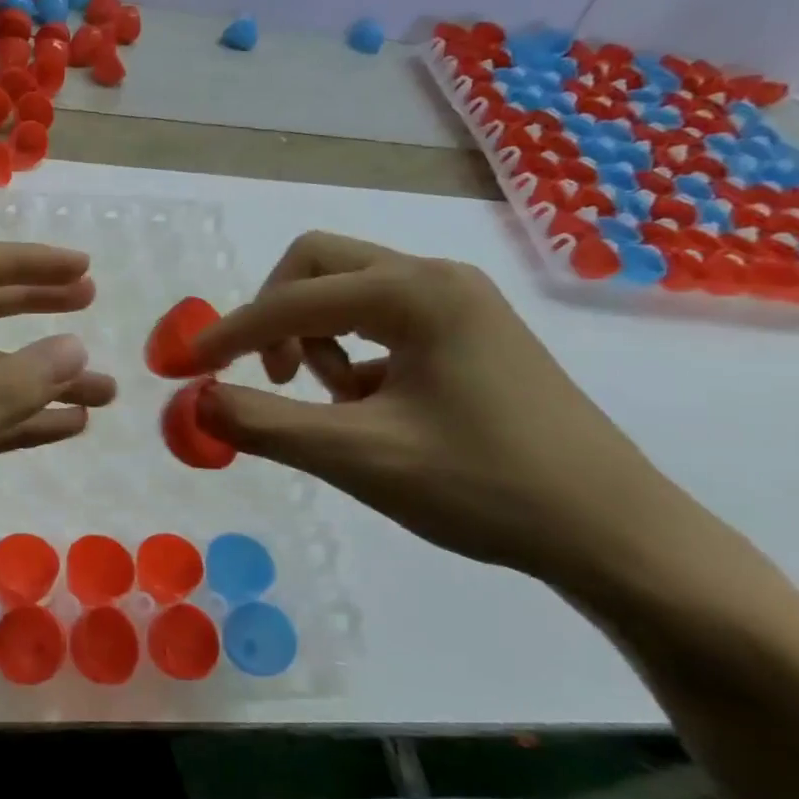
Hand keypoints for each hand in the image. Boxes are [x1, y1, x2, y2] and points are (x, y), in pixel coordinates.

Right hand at [190, 232, 698, 592]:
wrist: (613, 533)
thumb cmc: (485, 487)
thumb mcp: (359, 458)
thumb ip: (264, 424)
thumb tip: (195, 402)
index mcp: (415, 293)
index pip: (291, 298)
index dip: (228, 333)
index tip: (185, 368)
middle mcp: (436, 279)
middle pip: (319, 265)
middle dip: (276, 314)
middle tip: (268, 374)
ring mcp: (460, 305)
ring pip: (350, 290)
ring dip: (315, 335)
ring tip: (332, 401)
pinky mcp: (470, 336)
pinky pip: (383, 320)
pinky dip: (352, 353)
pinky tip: (369, 407)